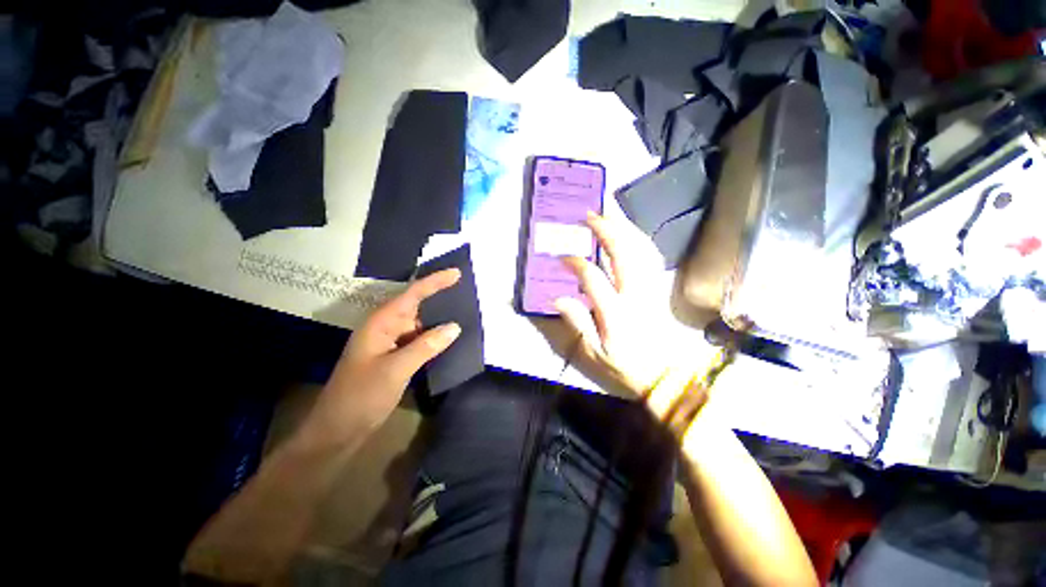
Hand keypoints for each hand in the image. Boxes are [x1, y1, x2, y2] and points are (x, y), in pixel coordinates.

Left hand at [298, 269, 461, 448]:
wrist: (337, 431)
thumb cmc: (361, 396)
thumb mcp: (396, 369)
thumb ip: (427, 346)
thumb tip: (455, 326)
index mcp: (381, 323)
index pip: (412, 295)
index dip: (435, 282)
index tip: (457, 273)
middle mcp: (386, 328)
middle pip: (416, 305)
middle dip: (439, 296)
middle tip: (466, 290)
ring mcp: (390, 343)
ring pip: (419, 324)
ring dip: (439, 318)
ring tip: (465, 310)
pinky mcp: (395, 357)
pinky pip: (419, 340)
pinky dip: (434, 337)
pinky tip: (450, 338)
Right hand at [556, 212, 673, 395]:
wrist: (663, 373)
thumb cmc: (625, 363)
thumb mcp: (595, 351)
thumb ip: (577, 322)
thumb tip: (556, 298)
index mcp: (616, 312)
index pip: (594, 279)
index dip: (576, 264)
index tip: (562, 257)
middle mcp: (636, 294)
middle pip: (625, 254)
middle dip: (606, 230)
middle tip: (589, 215)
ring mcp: (651, 288)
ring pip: (642, 249)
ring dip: (625, 228)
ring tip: (610, 214)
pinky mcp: (658, 286)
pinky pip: (652, 256)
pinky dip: (640, 239)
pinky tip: (630, 231)